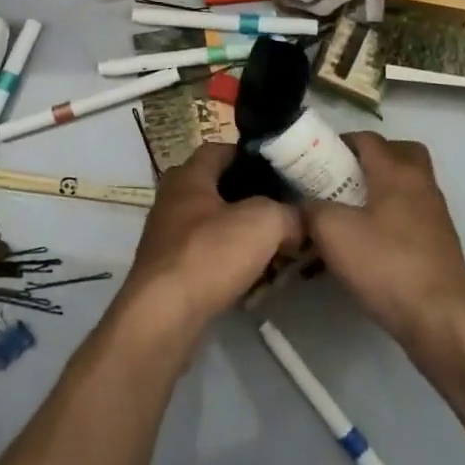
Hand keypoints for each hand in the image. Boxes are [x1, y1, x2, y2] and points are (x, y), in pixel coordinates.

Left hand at [118, 144, 302, 335]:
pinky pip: (205, 255)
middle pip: (215, 187)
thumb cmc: (209, 253)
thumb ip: (288, 214)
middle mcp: (172, 200)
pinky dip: (228, 261)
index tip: (280, 167)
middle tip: (282, 206)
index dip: (249, 154)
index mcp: (188, 176)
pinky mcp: (168, 272)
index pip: (219, 149)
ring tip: (275, 243)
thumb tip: (300, 222)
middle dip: (248, 195)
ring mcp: (166, 237)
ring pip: (211, 224)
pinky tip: (252, 275)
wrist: (164, 315)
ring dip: (239, 231)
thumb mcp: (264, 222)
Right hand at [303, 132, 464, 353]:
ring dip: (377, 192)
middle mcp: (421, 184)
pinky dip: (388, 219)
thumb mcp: (332, 232)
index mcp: (397, 171)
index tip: (313, 160)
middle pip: (397, 154)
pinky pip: (409, 216)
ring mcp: (435, 215)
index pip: (367, 138)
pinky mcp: (438, 244)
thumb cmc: (385, 264)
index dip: (338, 143)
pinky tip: (366, 244)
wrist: (440, 318)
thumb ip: (311, 209)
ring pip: (404, 187)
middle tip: (339, 180)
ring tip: (346, 215)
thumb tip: (304, 204)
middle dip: (367, 161)